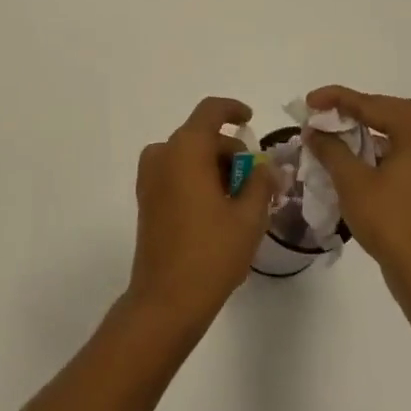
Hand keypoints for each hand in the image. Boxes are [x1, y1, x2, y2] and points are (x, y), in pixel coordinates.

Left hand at [128, 96, 278, 329]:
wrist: (166, 300)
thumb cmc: (211, 253)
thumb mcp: (248, 217)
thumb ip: (260, 182)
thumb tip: (264, 167)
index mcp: (186, 149)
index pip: (210, 111)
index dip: (233, 109)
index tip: (251, 120)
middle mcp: (162, 154)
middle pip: (202, 136)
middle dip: (231, 152)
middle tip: (257, 181)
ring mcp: (150, 177)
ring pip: (189, 156)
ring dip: (215, 168)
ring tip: (241, 201)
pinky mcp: (146, 198)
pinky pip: (176, 173)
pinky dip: (198, 179)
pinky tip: (218, 210)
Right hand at [304, 86, 410, 301]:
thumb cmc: (390, 224)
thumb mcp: (353, 183)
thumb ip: (331, 150)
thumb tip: (314, 131)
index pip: (376, 105)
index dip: (339, 98)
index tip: (310, 101)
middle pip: (395, 112)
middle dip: (359, 107)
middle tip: (329, 111)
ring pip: (402, 133)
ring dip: (371, 127)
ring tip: (339, 131)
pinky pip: (405, 153)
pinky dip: (381, 147)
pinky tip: (358, 158)